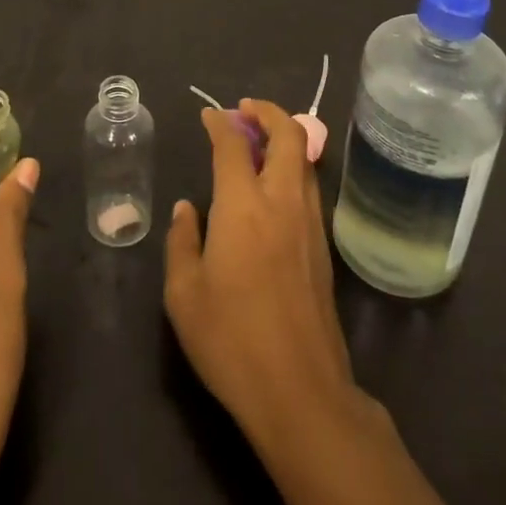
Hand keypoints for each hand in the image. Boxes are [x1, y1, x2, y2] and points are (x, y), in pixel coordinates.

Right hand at [165, 98, 361, 440]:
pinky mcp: (323, 249)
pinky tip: (273, 190)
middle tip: (245, 111)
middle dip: (268, 113)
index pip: (233, 145)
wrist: (301, 393)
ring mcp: (310, 225)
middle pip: (289, 136)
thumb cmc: (231, 340)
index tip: (209, 115)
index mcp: (243, 206)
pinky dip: (294, 170)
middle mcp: (282, 203)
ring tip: (259, 143)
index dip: (219, 123)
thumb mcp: (184, 294)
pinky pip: (310, 189)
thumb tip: (187, 209)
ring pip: (306, 161)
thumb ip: (182, 241)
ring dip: (285, 139)